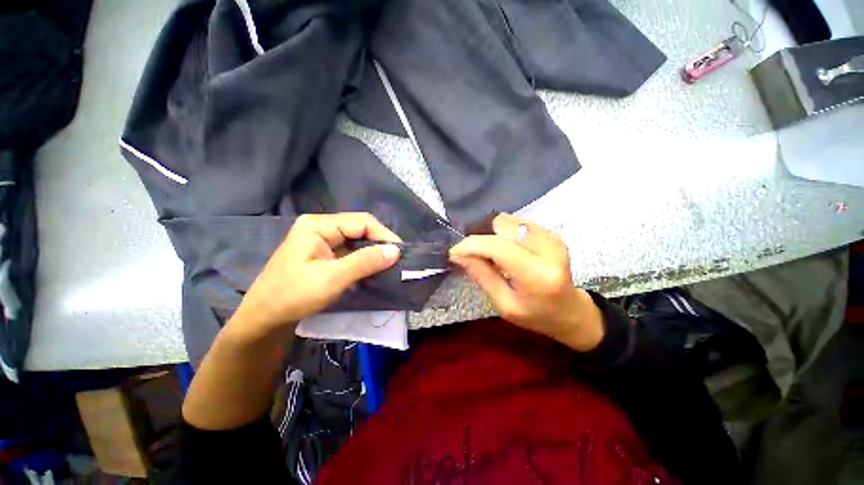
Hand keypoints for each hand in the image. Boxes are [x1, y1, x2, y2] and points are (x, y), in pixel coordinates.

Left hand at [233, 213, 400, 331]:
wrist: (263, 320)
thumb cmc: (293, 296)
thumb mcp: (332, 278)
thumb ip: (365, 262)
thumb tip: (396, 251)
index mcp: (318, 225)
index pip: (362, 222)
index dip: (384, 235)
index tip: (400, 252)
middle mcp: (321, 227)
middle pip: (360, 229)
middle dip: (380, 243)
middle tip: (398, 260)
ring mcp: (322, 240)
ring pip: (357, 241)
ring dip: (374, 252)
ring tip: (390, 264)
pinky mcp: (325, 254)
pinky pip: (351, 252)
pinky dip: (365, 260)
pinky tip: (374, 269)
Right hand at [449, 213, 603, 351]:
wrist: (571, 311)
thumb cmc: (536, 315)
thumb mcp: (504, 305)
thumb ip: (482, 276)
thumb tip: (458, 255)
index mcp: (537, 275)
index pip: (497, 247)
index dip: (471, 245)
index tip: (454, 252)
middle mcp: (548, 249)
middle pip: (501, 226)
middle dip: (482, 239)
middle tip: (477, 257)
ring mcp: (552, 236)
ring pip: (507, 220)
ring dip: (493, 235)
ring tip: (494, 255)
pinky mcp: (551, 232)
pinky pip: (516, 222)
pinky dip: (504, 233)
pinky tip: (508, 250)